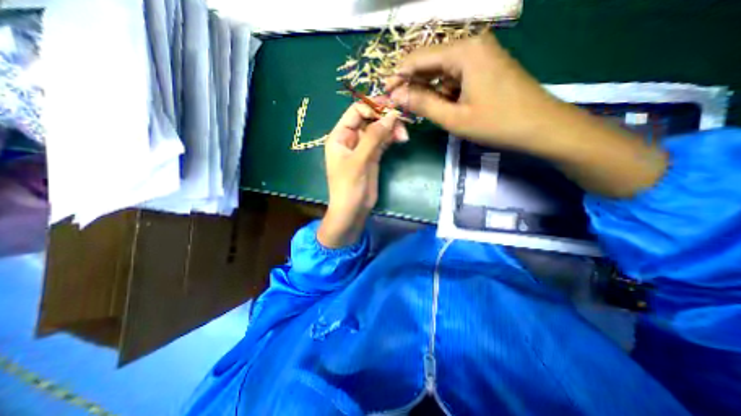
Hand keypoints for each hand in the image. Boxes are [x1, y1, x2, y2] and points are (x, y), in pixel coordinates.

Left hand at [317, 101, 406, 248]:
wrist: (352, 210)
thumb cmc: (349, 186)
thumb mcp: (359, 161)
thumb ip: (374, 137)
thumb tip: (391, 115)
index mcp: (340, 136)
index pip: (356, 112)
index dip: (372, 107)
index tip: (390, 110)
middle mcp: (351, 139)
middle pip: (369, 119)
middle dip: (385, 118)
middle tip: (402, 121)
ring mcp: (363, 148)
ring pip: (378, 130)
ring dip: (391, 129)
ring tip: (403, 136)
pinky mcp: (373, 157)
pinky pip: (383, 142)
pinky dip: (392, 138)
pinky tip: (401, 139)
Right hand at [389, 32, 561, 145]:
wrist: (541, 127)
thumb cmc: (497, 123)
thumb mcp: (454, 117)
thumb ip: (423, 104)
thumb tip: (397, 96)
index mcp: (464, 52)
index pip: (419, 58)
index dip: (399, 75)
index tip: (385, 91)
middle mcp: (472, 46)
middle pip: (431, 63)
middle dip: (413, 84)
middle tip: (398, 103)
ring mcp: (481, 57)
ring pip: (443, 72)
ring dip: (429, 90)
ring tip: (418, 110)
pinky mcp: (486, 69)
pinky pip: (456, 77)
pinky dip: (445, 92)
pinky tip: (442, 107)